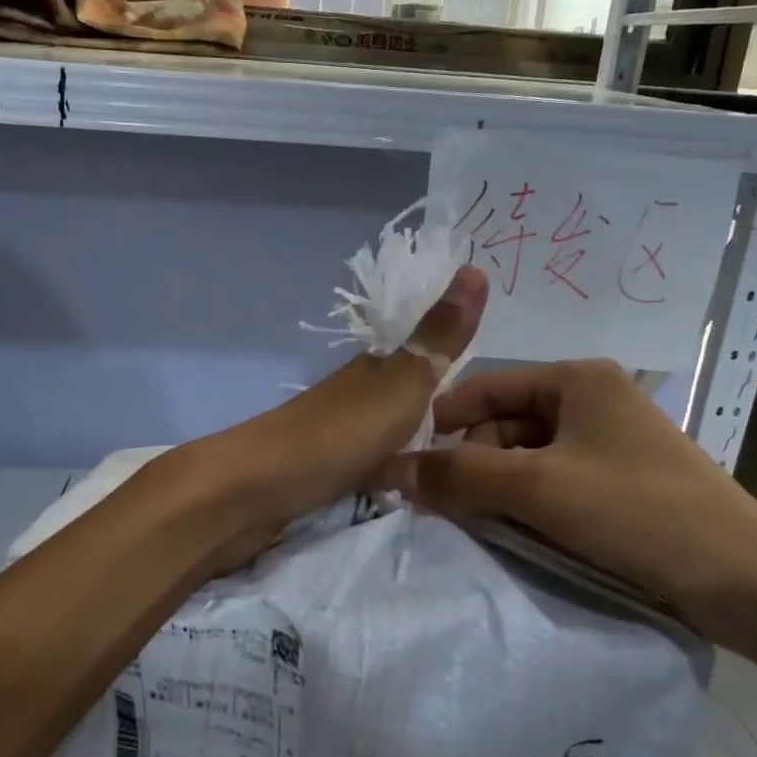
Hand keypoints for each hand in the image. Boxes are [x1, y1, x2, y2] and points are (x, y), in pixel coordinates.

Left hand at [183, 264, 488, 553]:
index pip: (426, 359)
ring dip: (417, 445)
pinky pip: (373, 464)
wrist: (258, 487)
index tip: (498, 403)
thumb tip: (476, 266)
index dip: (457, 370)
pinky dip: (393, 471)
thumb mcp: (402, 382)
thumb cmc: (338, 433)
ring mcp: (337, 433)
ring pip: (390, 433)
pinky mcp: (323, 471)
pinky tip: (410, 489)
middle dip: (442, 415)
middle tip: (488, 447)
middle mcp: (356, 394)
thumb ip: (439, 337)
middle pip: (408, 398)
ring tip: (459, 472)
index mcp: (376, 368)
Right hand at [381, 359, 756, 647]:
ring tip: (484, 526)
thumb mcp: (538, 488)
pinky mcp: (623, 484)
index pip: (487, 387)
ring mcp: (611, 444)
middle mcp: (594, 400)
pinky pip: (557, 484)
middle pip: (506, 423)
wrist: (747, 580)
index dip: (444, 421)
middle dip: (475, 462)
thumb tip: (391, 467)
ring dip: (501, 489)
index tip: (408, 462)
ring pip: (529, 458)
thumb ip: (460, 475)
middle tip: (451, 507)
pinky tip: (521, 535)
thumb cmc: (637, 511)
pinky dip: (532, 505)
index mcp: (577, 379)